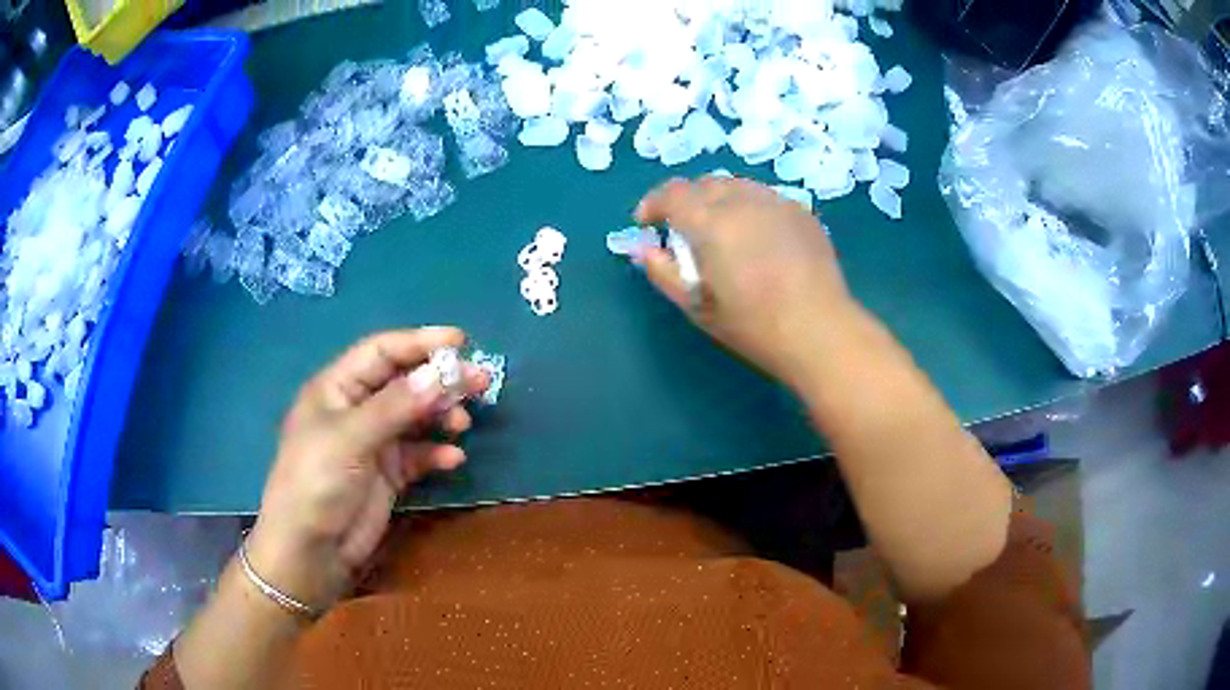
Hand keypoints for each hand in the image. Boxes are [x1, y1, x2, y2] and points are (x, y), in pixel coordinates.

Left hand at [246, 328, 487, 611]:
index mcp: (336, 388)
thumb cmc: (315, 482)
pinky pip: (418, 454)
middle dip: (440, 379)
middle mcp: (356, 410)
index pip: (381, 352)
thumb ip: (395, 406)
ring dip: (441, 415)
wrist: (310, 551)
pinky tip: (453, 460)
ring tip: (463, 423)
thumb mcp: (349, 439)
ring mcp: (372, 443)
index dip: (418, 342)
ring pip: (415, 417)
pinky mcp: (387, 474)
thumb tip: (441, 374)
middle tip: (481, 381)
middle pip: (404, 382)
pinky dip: (436, 453)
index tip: (460, 342)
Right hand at [634, 176, 857, 385]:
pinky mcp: (801, 211)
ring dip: (718, 201)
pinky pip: (764, 198)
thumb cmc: (753, 325)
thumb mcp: (698, 306)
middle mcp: (742, 200)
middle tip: (685, 231)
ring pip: (736, 186)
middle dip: (686, 202)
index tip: (647, 223)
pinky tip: (757, 237)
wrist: (819, 329)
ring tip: (722, 231)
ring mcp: (776, 202)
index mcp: (711, 222)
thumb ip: (664, 273)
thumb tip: (644, 249)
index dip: (653, 203)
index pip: (672, 193)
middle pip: (704, 184)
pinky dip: (749, 208)